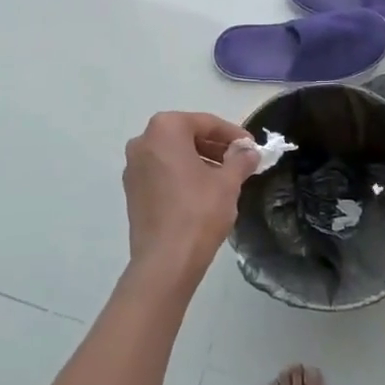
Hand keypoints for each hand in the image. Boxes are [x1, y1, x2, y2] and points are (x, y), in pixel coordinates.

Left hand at [123, 112, 255, 280]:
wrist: (165, 261)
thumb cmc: (198, 212)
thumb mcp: (228, 182)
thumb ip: (240, 160)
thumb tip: (250, 151)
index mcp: (165, 129)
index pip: (206, 123)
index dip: (232, 134)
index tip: (251, 147)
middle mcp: (143, 141)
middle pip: (187, 135)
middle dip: (215, 147)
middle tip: (240, 161)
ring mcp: (133, 166)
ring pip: (174, 154)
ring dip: (200, 160)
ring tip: (225, 177)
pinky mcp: (132, 190)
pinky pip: (162, 171)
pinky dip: (182, 174)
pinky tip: (203, 191)